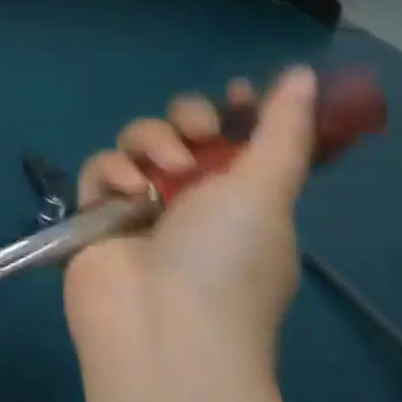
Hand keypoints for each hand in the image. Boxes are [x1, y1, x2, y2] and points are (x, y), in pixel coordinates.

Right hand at [64, 67, 317, 371]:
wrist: (162, 328)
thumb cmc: (227, 260)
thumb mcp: (266, 190)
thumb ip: (280, 130)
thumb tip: (304, 74)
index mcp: (242, 195)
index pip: (238, 136)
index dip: (236, 109)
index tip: (236, 91)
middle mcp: (192, 196)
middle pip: (181, 128)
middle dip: (187, 118)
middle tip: (198, 132)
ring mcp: (141, 204)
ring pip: (137, 142)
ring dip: (150, 143)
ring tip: (161, 171)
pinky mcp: (96, 213)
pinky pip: (100, 168)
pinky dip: (112, 172)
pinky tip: (125, 192)